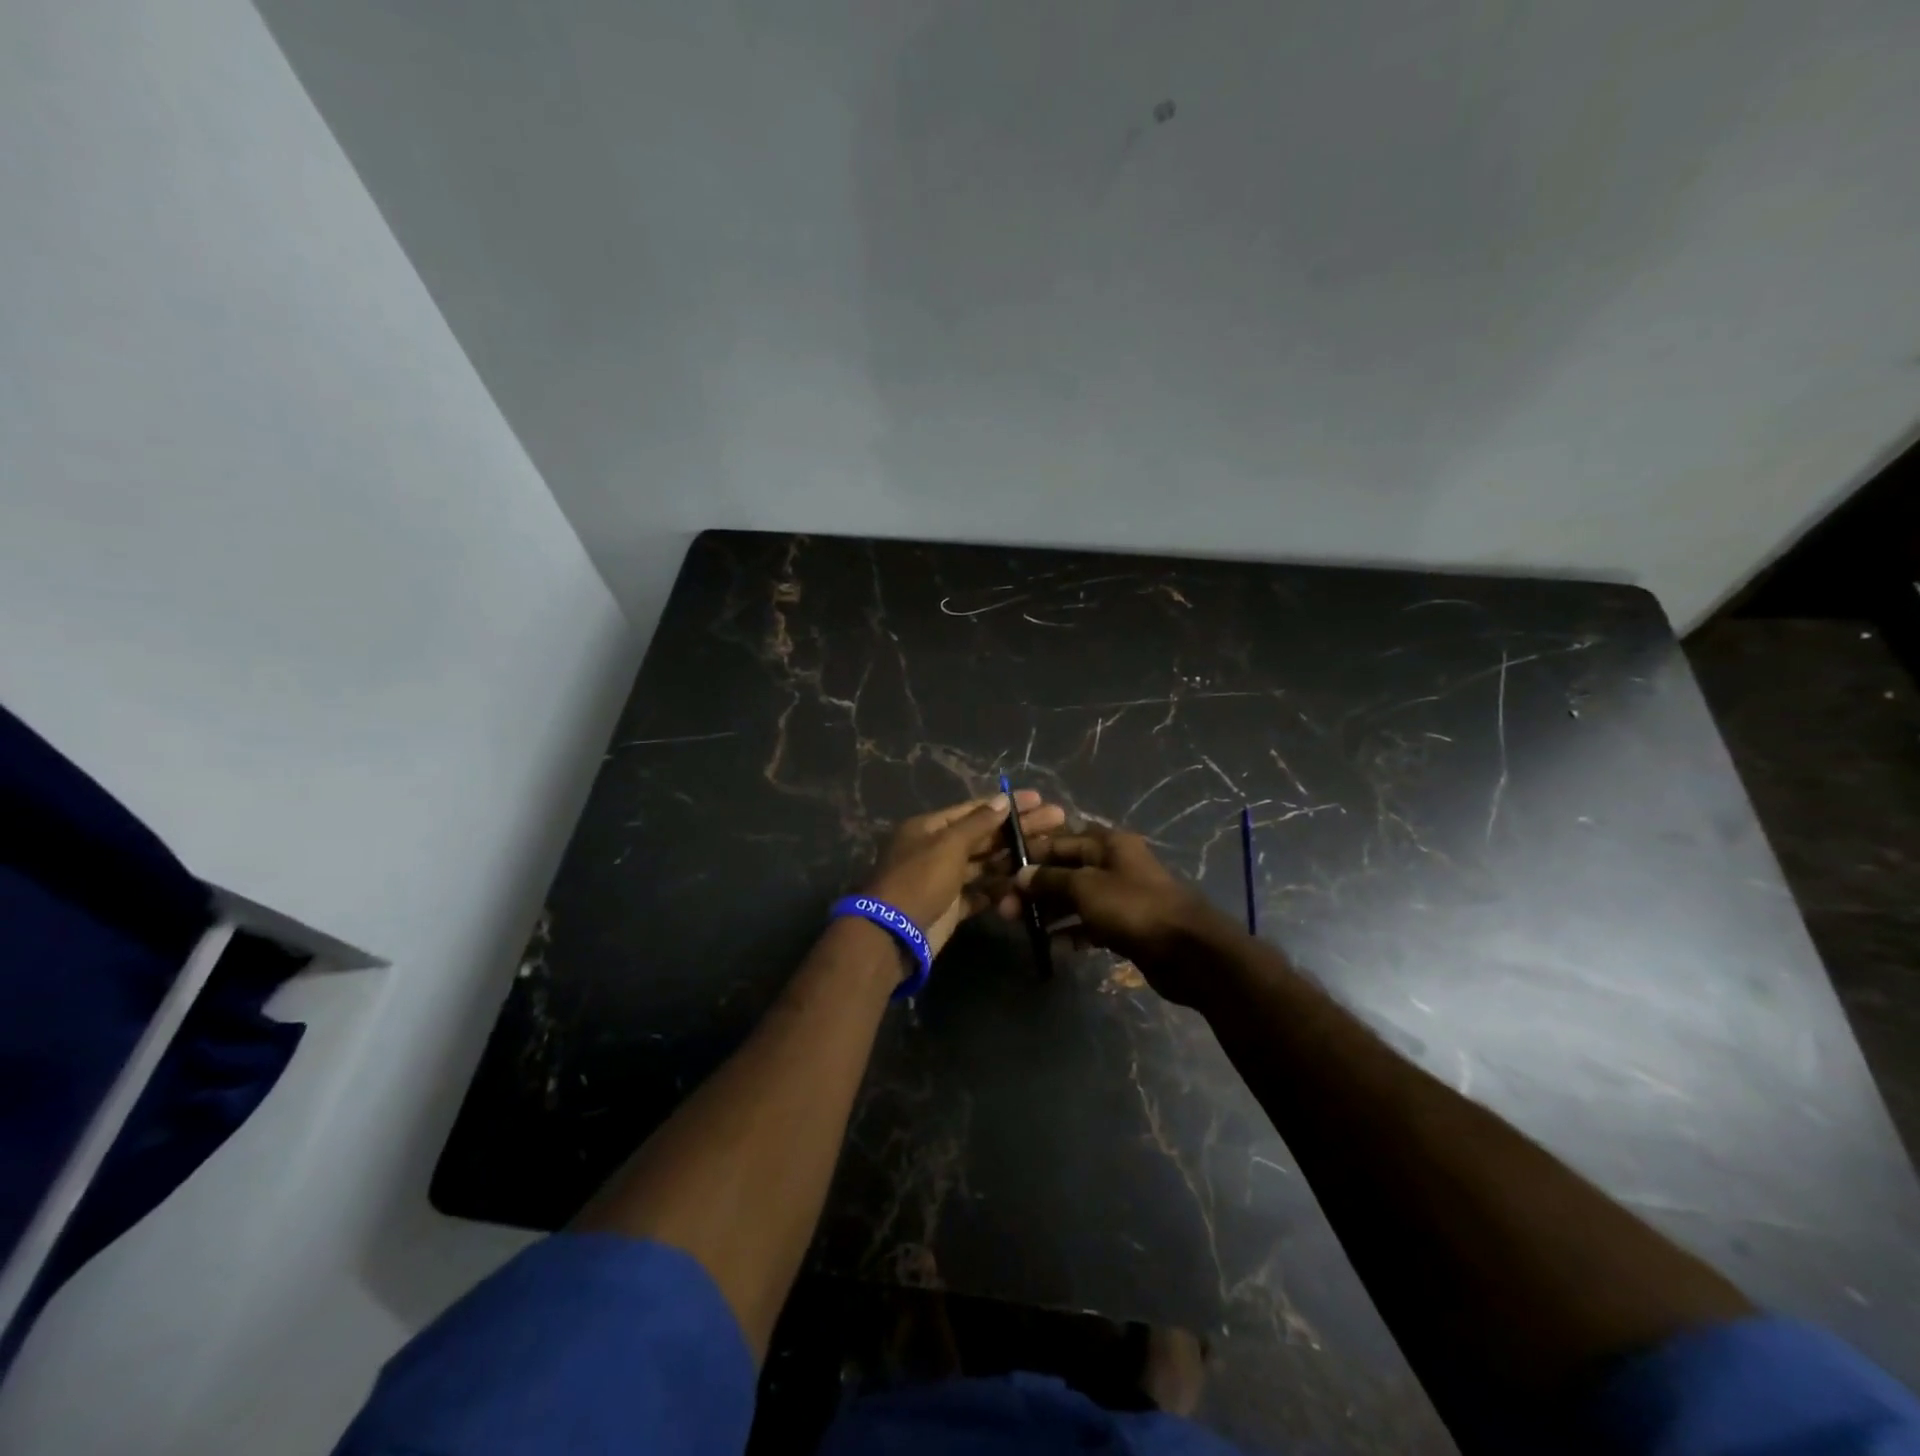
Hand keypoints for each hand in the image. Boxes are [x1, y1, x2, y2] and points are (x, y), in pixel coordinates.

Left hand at [865, 790, 1066, 956]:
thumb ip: (978, 823)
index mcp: (930, 828)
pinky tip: (1026, 883)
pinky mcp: (951, 908)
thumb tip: (1003, 800)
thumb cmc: (919, 879)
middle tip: (1057, 820)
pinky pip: (980, 893)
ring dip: (1013, 857)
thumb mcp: (948, 845)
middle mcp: (936, 850)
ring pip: (984, 864)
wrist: (892, 934)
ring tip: (1049, 851)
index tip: (1039, 799)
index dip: (1006, 804)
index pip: (974, 810)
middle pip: (983, 835)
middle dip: (1018, 829)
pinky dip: (1000, 889)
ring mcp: (944, 880)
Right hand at [1016, 826, 1230, 1005]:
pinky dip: (1072, 932)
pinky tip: (1053, 946)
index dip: (1028, 856)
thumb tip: (1021, 875)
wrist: (1189, 951)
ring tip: (1023, 928)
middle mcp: (1113, 864)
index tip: (1000, 874)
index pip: (1057, 842)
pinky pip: (1091, 923)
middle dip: (1034, 888)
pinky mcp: (1126, 925)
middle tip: (1004, 910)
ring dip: (1050, 911)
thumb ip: (1050, 880)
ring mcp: (1121, 895)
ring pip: (1076, 898)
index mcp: (1106, 844)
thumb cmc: (1133, 907)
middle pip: (1065, 871)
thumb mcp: (1085, 887)